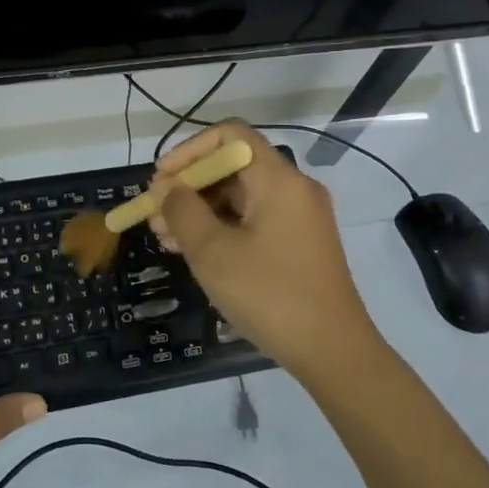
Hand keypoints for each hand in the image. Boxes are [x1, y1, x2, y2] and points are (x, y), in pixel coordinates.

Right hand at [148, 121, 383, 382]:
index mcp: (278, 179)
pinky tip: (196, 252)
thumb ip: (182, 211)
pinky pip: (255, 219)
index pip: (230, 135)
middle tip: (156, 217)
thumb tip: (166, 188)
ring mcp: (300, 216)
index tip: (161, 180)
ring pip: (242, 196)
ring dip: (202, 210)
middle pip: (234, 166)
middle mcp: (294, 188)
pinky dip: (224, 228)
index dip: (190, 150)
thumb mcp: (213, 252)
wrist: (333, 352)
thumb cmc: (269, 295)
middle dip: (190, 187)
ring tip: (167, 240)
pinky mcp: (301, 242)